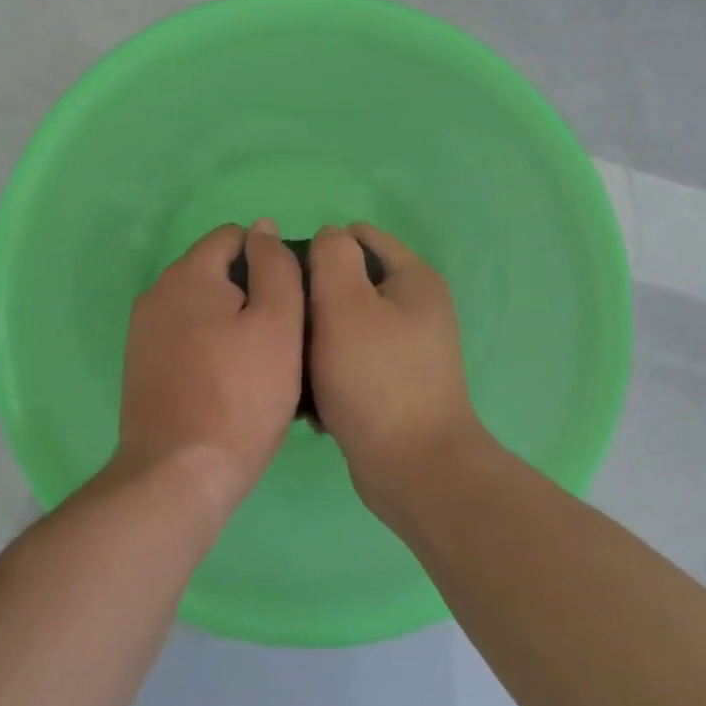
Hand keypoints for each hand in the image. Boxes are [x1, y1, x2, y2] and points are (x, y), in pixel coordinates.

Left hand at [116, 219, 305, 518]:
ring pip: (201, 309)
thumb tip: (263, 228)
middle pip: (216, 273)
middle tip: (283, 340)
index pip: (233, 236)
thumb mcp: (278, 325)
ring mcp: (143, 331)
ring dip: (231, 324)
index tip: (291, 302)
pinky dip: (210, 349)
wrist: (177, 474)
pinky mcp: (140, 366)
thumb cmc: (240, 397)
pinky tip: (230, 385)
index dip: (269, 259)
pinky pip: (185, 339)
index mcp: (188, 273)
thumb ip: (275, 267)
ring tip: (261, 367)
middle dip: (250, 294)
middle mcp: (157, 292)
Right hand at [308, 223, 488, 513]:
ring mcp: (408, 349)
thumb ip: (332, 256)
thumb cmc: (375, 377)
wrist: (413, 468)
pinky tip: (311, 396)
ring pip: (345, 323)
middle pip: (351, 281)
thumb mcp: (345, 302)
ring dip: (317, 338)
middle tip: (288, 324)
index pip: (359, 236)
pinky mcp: (395, 384)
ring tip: (294, 362)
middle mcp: (417, 308)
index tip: (289, 279)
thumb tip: (328, 237)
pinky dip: (330, 371)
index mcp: (413, 279)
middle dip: (315, 298)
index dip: (320, 248)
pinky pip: (352, 360)